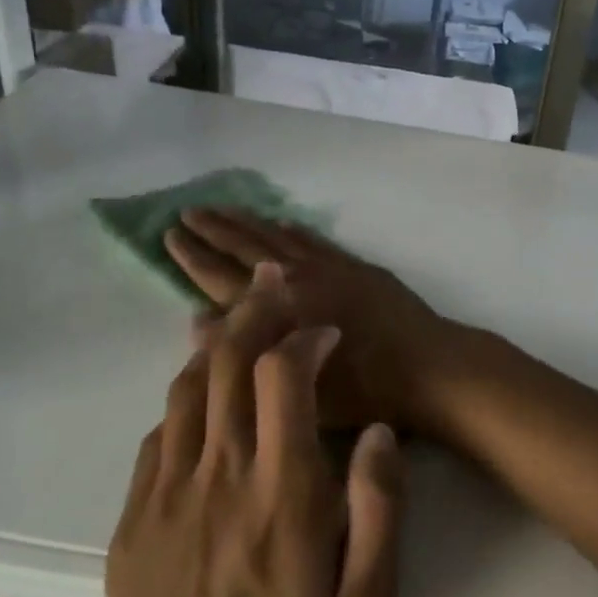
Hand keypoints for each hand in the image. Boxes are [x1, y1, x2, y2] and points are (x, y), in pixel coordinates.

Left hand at [106, 263, 403, 596]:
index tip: (323, 329)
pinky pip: (157, 438)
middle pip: (224, 364)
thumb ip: (379, 506)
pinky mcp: (132, 525)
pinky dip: (183, 404)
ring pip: (183, 391)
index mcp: (282, 494)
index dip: (302, 334)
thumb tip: (374, 429)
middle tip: (273, 287)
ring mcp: (165, 500)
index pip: (282, 375)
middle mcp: (218, 479)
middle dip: (252, 312)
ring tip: (236, 326)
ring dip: (212, 348)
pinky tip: (201, 406)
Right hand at [165, 210, 457, 429]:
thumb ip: (242, 349)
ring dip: (248, 222)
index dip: (193, 256)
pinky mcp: (356, 266)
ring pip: (278, 236)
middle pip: (246, 248)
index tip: (170, 233)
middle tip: (188, 211)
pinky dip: (293, 229)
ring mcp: (329, 267)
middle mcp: (298, 279)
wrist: (428, 366)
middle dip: (215, 230)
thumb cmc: (362, 389)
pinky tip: (283, 221)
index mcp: (278, 308)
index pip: (222, 277)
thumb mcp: (294, 382)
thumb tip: (197, 319)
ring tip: (224, 207)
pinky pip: (314, 239)